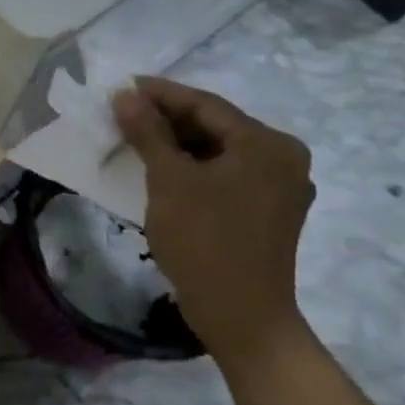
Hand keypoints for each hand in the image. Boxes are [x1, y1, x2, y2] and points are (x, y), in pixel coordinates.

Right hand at [111, 76, 314, 365]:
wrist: (242, 318)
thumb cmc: (205, 241)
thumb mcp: (168, 180)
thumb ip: (148, 131)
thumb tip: (125, 95)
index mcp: (267, 144)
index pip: (205, 104)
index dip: (160, 93)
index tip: (121, 86)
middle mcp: (283, 158)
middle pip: (215, 125)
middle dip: (166, 118)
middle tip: (123, 113)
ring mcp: (280, 187)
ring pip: (218, 150)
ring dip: (177, 143)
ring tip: (134, 137)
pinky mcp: (269, 211)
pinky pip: (226, 173)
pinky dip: (193, 167)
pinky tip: (161, 167)